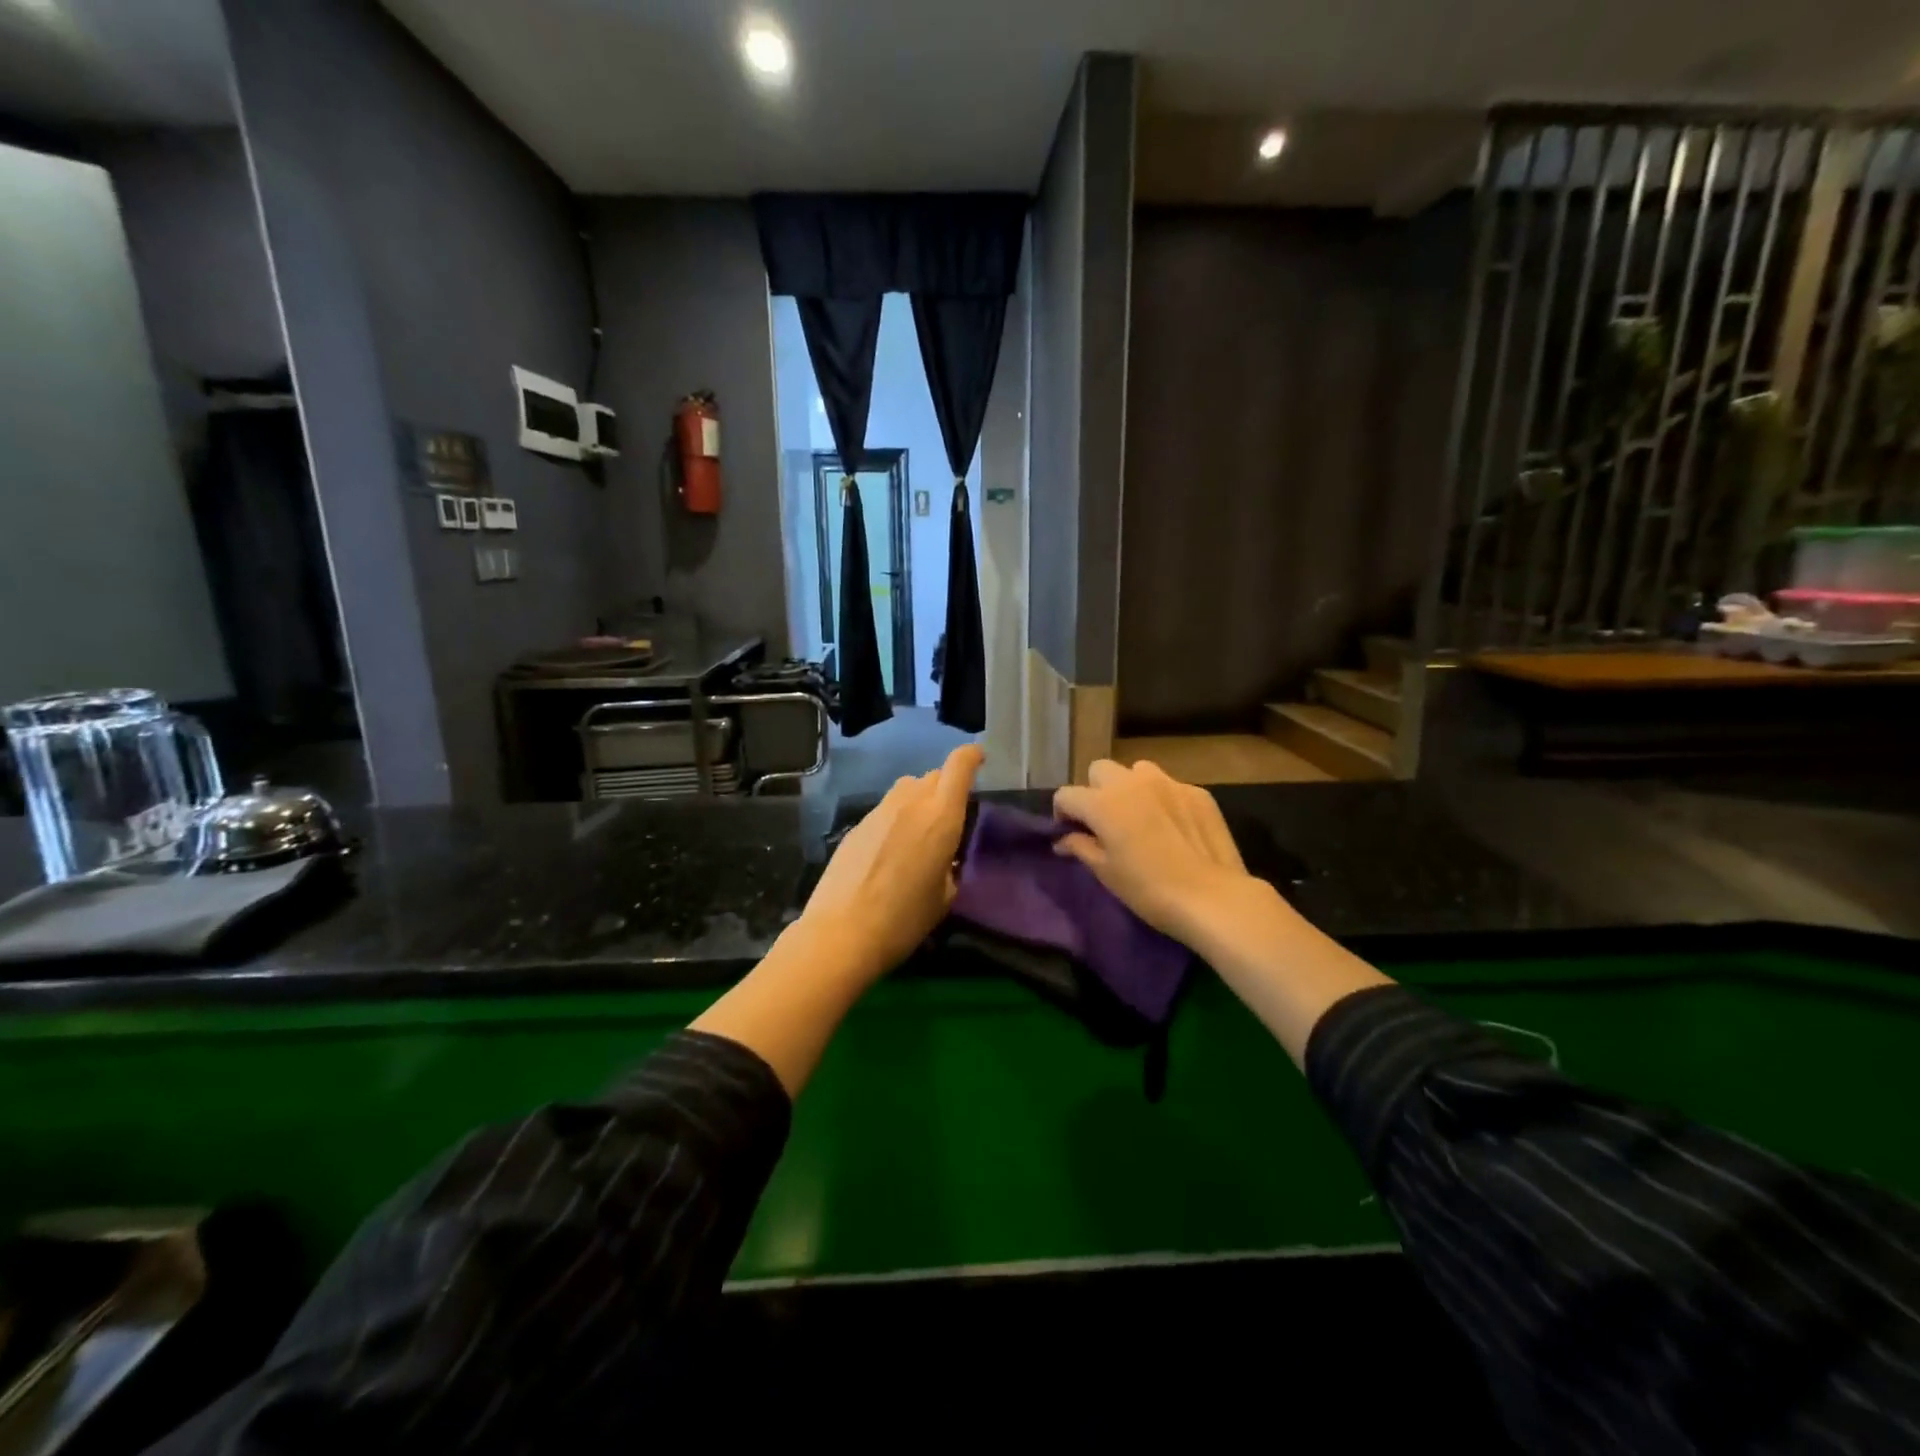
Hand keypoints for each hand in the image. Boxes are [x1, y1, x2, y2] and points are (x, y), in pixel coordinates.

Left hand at [799, 744, 983, 982]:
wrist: (841, 933)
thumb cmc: (904, 920)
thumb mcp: (944, 897)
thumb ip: (951, 867)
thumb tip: (946, 859)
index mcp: (941, 817)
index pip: (959, 766)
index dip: (971, 756)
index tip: (979, 760)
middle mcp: (910, 803)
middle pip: (933, 776)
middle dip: (947, 787)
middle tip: (952, 815)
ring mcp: (879, 811)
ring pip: (907, 789)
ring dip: (920, 800)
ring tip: (921, 833)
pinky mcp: (857, 826)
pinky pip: (886, 810)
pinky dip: (897, 819)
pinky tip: (892, 851)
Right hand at [1052, 760, 1269, 949]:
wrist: (1211, 897)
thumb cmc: (1148, 889)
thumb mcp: (1105, 872)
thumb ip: (1080, 847)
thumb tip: (1063, 839)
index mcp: (1102, 802)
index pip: (1066, 795)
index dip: (1063, 814)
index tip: (1070, 834)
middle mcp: (1132, 782)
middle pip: (1099, 770)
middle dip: (1095, 790)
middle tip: (1105, 821)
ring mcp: (1168, 782)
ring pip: (1137, 771)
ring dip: (1130, 787)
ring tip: (1140, 816)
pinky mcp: (1197, 792)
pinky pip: (1170, 785)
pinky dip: (1163, 799)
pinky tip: (1173, 826)